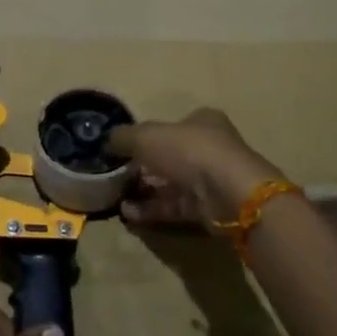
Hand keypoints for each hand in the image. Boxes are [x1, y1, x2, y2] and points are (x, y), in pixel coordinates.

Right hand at [106, 108, 284, 228]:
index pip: (173, 125)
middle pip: (171, 156)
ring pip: (172, 184)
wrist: (229, 194)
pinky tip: (128, 214)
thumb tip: (107, 141)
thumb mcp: (146, 136)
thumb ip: (124, 137)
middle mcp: (210, 148)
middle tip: (118, 175)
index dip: (148, 135)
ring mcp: (212, 180)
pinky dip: (152, 210)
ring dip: (145, 190)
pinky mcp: (210, 208)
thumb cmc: (189, 151)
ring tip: (117, 197)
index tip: (125, 149)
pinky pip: (175, 207)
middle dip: (144, 166)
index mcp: (202, 121)